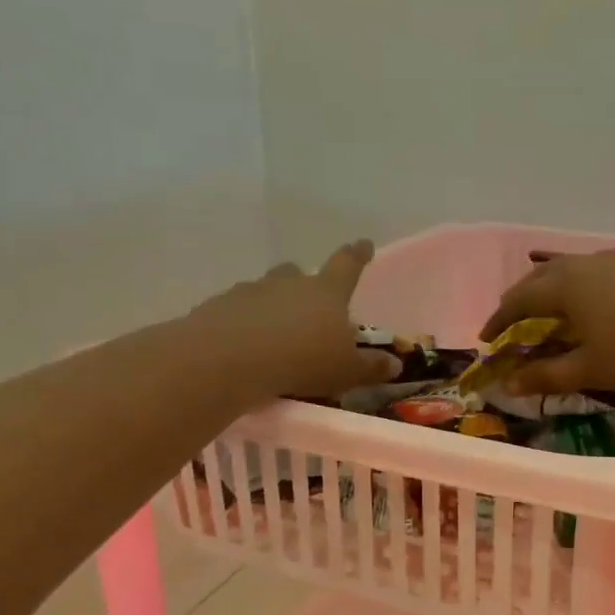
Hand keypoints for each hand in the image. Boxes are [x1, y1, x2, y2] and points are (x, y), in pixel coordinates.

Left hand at [188, 240, 399, 401]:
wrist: (229, 358)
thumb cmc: (301, 360)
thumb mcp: (345, 370)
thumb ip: (370, 367)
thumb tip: (395, 363)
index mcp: (326, 292)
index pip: (347, 265)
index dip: (357, 255)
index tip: (363, 244)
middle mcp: (288, 283)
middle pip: (298, 273)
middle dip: (304, 283)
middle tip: (308, 303)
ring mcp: (250, 291)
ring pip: (266, 290)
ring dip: (272, 305)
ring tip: (274, 331)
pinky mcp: (219, 307)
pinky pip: (237, 311)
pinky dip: (243, 322)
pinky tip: (243, 344)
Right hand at [480, 249, 614, 402]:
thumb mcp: (591, 370)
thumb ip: (546, 375)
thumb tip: (508, 383)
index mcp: (568, 285)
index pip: (520, 299)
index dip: (499, 319)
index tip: (487, 339)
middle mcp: (591, 263)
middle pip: (544, 278)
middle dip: (523, 300)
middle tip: (513, 322)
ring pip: (576, 270)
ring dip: (556, 290)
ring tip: (552, 313)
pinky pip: (603, 272)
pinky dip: (587, 288)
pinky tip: (599, 306)